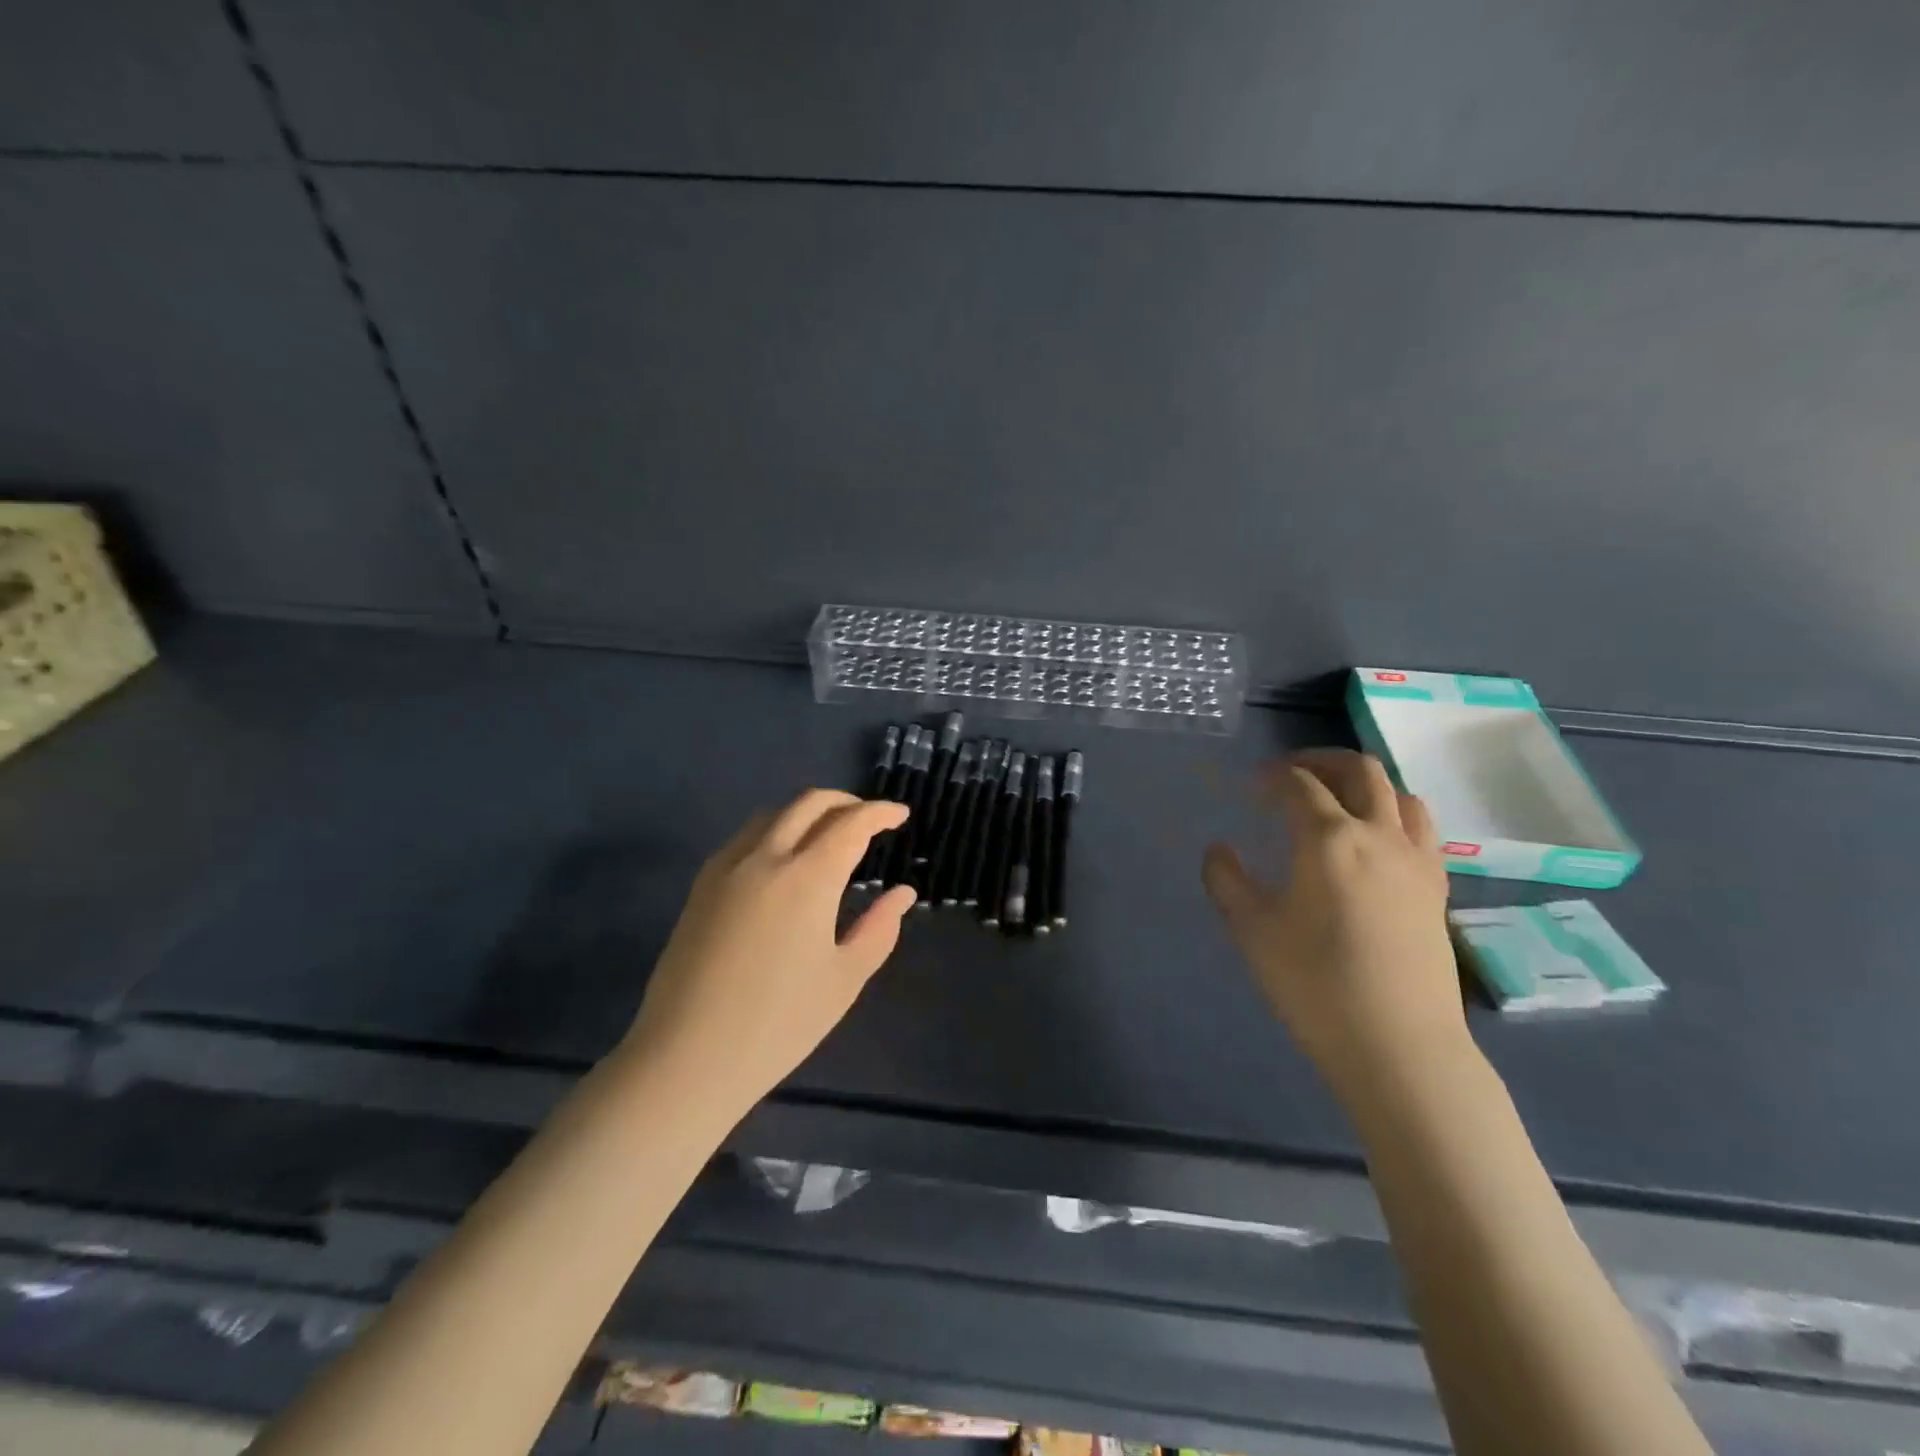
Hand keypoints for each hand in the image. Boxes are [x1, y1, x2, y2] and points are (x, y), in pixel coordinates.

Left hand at [623, 790, 915, 1111]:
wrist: (688, 1057)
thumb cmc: (779, 1024)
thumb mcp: (844, 979)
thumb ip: (879, 928)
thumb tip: (902, 892)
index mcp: (807, 878)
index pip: (851, 824)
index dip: (880, 813)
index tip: (900, 815)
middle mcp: (765, 858)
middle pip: (809, 803)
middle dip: (845, 802)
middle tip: (868, 820)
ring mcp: (727, 868)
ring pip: (772, 814)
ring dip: (807, 812)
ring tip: (827, 836)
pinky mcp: (701, 886)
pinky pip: (744, 838)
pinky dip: (774, 830)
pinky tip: (783, 861)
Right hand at [1202, 750, 1466, 1097]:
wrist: (1398, 1046)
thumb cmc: (1314, 984)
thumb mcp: (1251, 930)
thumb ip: (1226, 880)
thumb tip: (1219, 850)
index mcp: (1329, 838)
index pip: (1298, 784)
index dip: (1270, 776)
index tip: (1249, 787)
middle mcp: (1379, 834)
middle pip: (1359, 770)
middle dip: (1320, 761)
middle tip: (1289, 774)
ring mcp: (1416, 860)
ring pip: (1399, 794)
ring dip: (1363, 784)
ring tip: (1336, 801)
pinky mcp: (1437, 888)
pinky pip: (1421, 829)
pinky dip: (1394, 815)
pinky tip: (1374, 842)